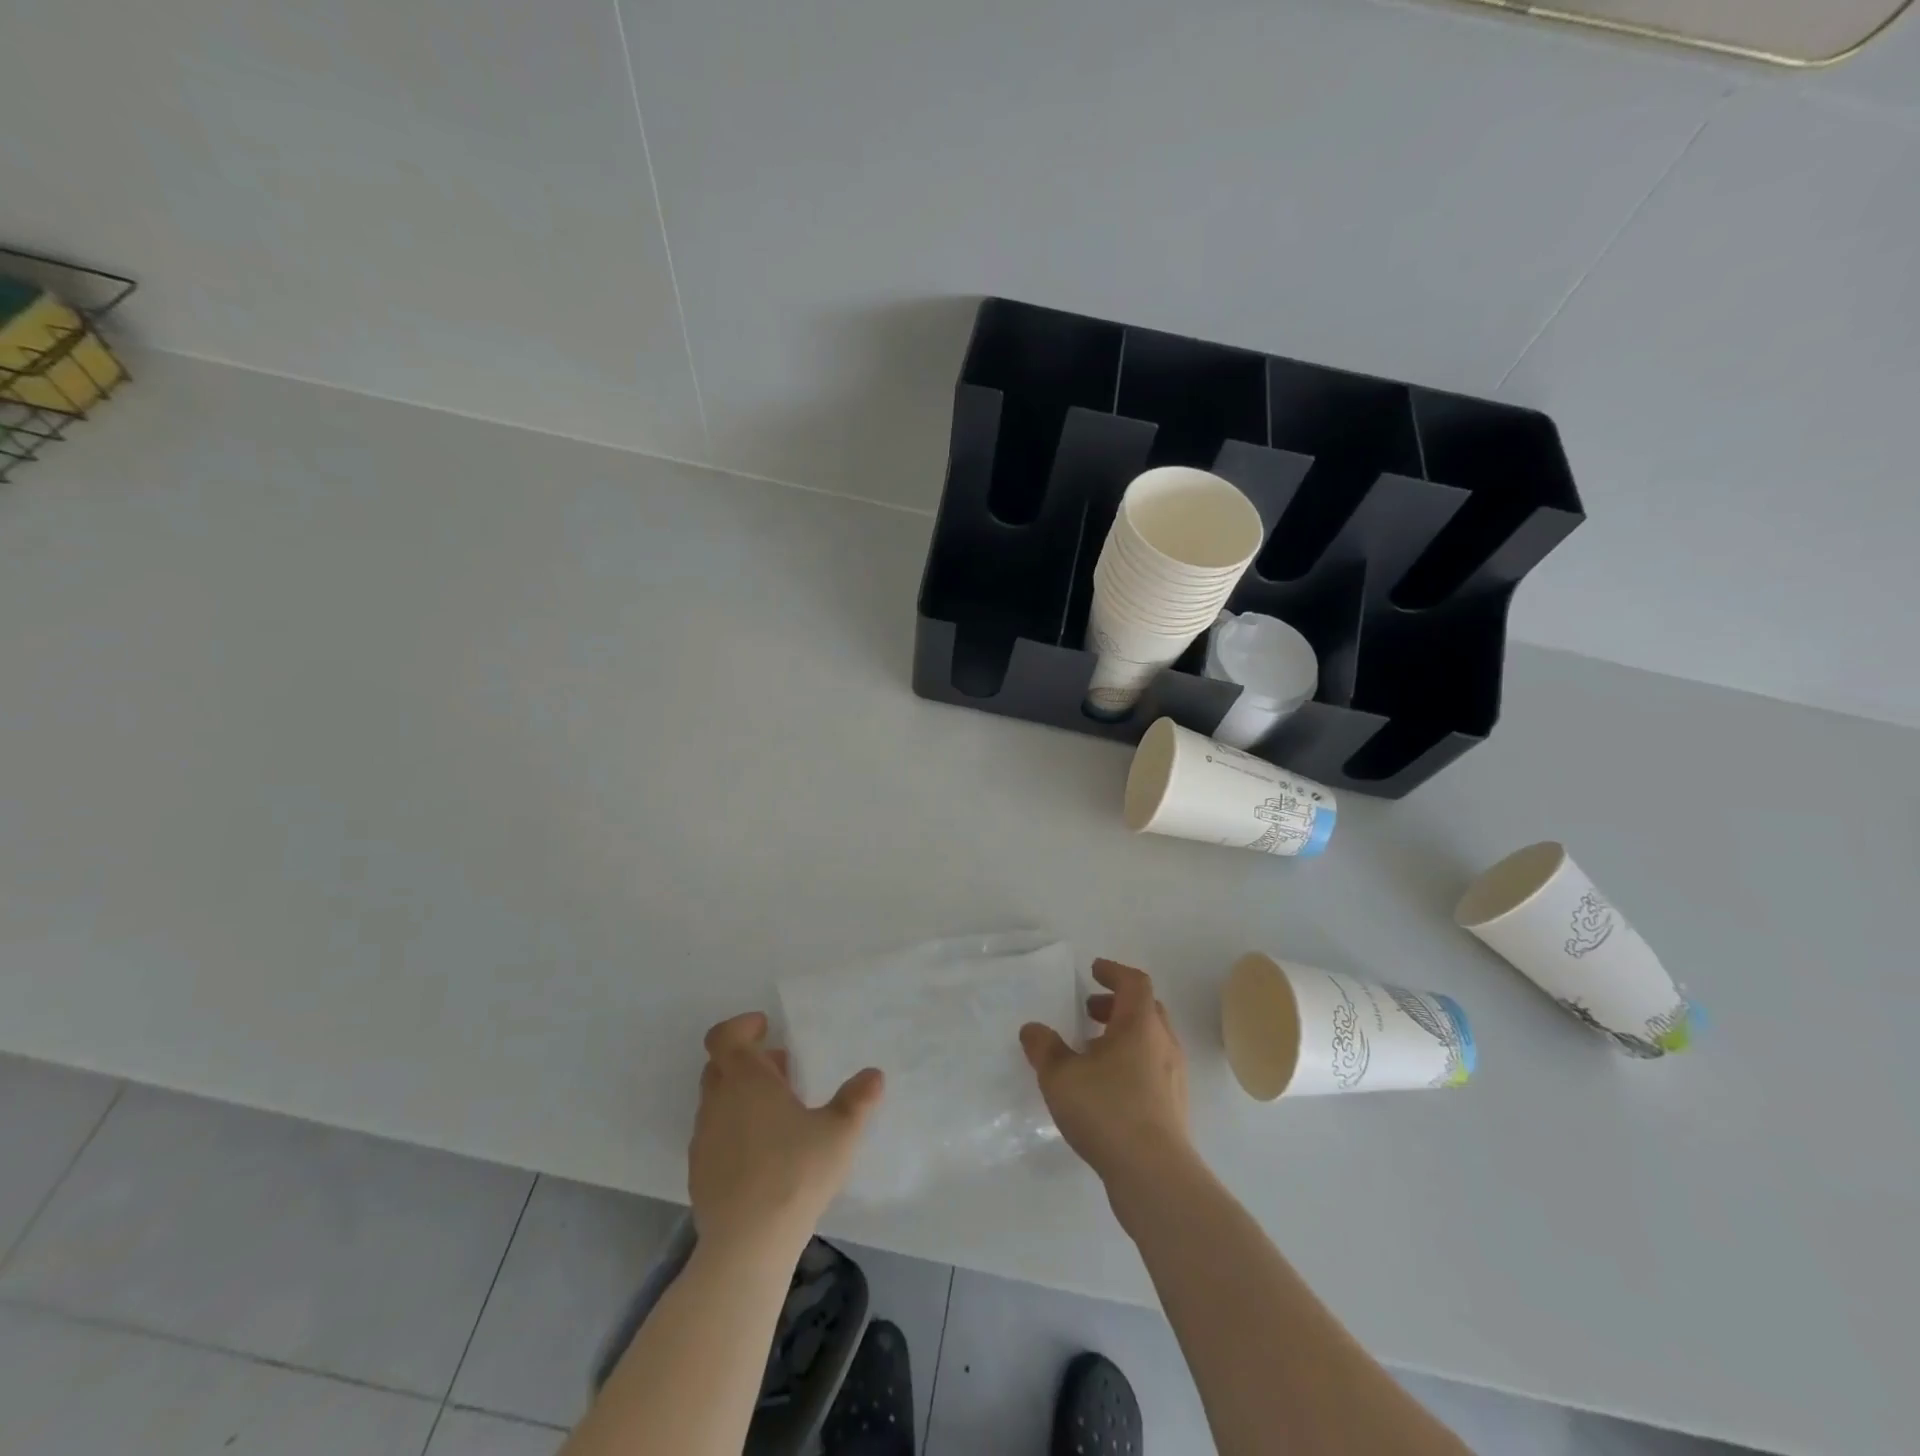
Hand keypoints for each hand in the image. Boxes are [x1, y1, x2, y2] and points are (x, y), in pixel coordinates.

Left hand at [689, 1012, 882, 1263]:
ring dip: (740, 1096)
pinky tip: (762, 1154)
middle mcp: (717, 1102)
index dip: (741, 1027)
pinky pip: (714, 1135)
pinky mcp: (698, 1173)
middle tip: (782, 1071)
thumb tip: (874, 1075)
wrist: (746, 1246)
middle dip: (748, 1061)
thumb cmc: (794, 1173)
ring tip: (778, 1114)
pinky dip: (733, 1129)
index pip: (724, 1036)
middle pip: (720, 1066)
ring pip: (716, 1101)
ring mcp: (703, 1139)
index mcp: (746, 1080)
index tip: (766, 1029)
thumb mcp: (840, 1132)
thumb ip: (857, 1100)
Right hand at [1020, 959, 1189, 1193]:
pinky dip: (1130, 1063)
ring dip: (1123, 1036)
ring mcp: (1173, 1078)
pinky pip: (1152, 1069)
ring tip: (1091, 1052)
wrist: (1155, 1176)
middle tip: (1089, 1011)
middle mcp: (1163, 1044)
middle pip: (1145, 1009)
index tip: (1094, 970)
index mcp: (1140, 1025)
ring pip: (1150, 1041)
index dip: (1113, 972)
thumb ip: (1044, 1048)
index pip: (1134, 982)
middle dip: (1117, 1005)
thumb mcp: (1061, 1076)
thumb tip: (1033, 1029)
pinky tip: (1106, 1088)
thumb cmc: (1108, 1111)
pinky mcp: (1174, 1108)